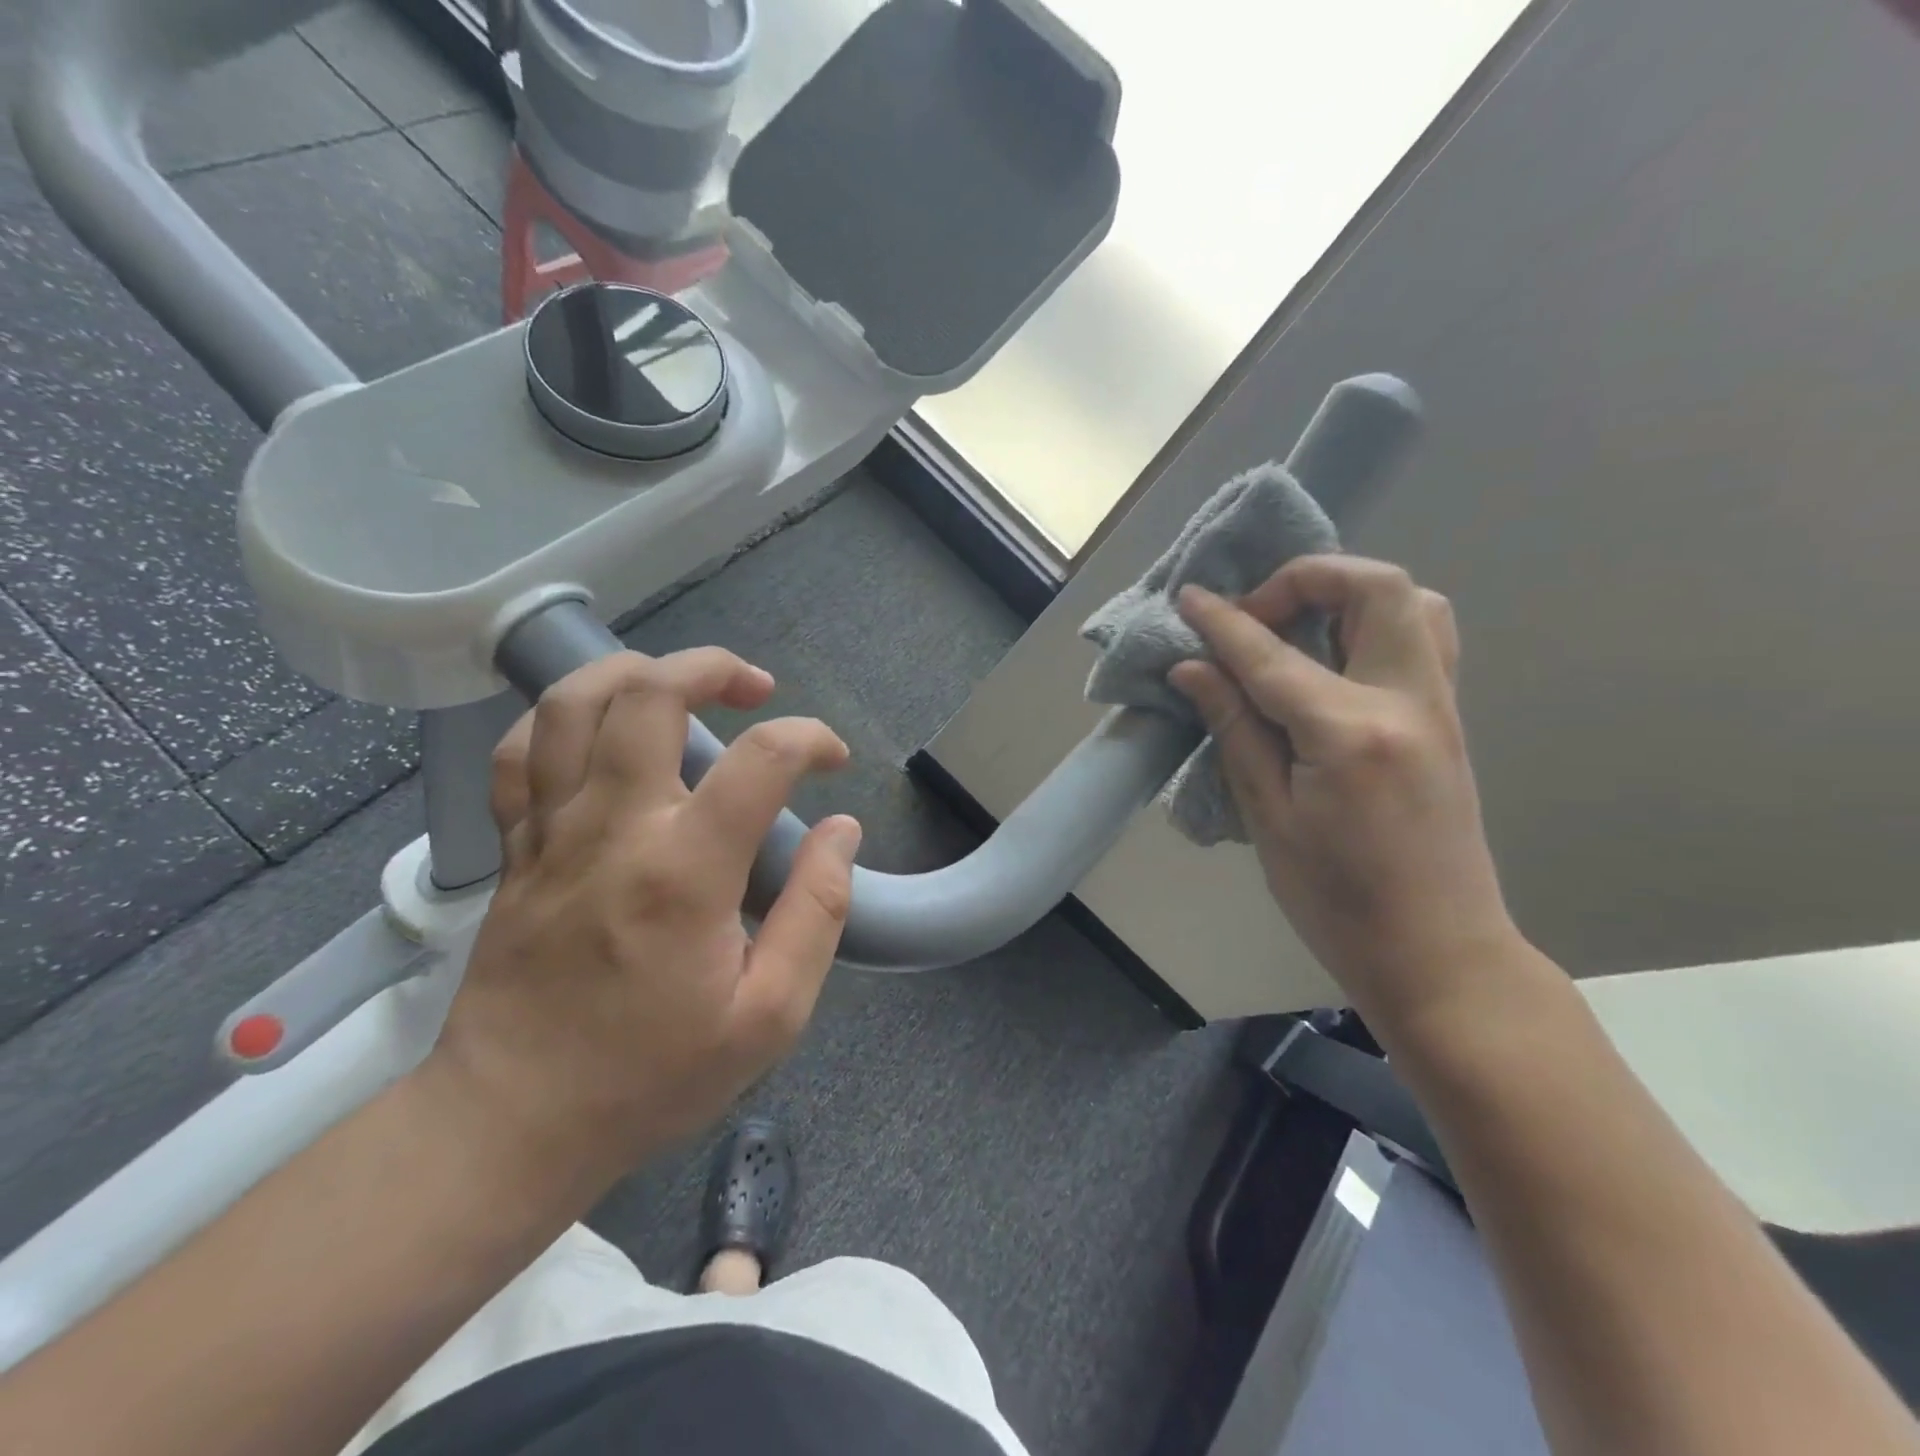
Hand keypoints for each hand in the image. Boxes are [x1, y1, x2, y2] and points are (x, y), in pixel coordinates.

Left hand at [429, 649, 861, 1196]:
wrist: (513, 1124)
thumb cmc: (652, 1076)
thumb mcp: (770, 1017)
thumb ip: (817, 913)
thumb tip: (841, 829)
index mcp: (683, 872)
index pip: (761, 760)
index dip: (810, 739)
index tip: (832, 762)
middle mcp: (612, 828)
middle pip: (651, 695)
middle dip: (713, 669)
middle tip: (756, 688)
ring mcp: (551, 831)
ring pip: (572, 703)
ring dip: (635, 671)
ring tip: (680, 685)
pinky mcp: (514, 847)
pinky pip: (520, 753)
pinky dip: (562, 720)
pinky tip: (602, 731)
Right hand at [1170, 556, 1520, 1031]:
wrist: (1438, 953)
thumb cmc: (1337, 901)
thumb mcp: (1268, 818)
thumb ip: (1234, 729)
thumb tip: (1194, 668)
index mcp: (1349, 733)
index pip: (1272, 655)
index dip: (1223, 621)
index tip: (1189, 598)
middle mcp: (1407, 702)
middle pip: (1377, 589)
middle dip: (1308, 580)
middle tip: (1258, 617)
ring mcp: (1440, 708)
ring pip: (1415, 603)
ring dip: (1349, 596)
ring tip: (1298, 629)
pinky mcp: (1447, 722)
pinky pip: (1422, 640)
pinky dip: (1374, 625)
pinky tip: (1332, 664)